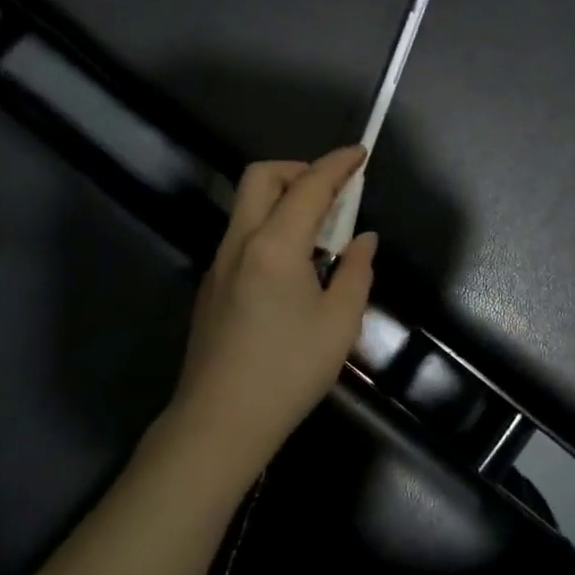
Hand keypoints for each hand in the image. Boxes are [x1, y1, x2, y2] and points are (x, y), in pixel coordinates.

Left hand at [166, 147, 377, 474]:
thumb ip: (356, 271)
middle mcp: (240, 242)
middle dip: (299, 169)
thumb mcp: (339, 323)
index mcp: (275, 245)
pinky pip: (242, 234)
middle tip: (332, 192)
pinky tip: (293, 267)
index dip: (338, 164)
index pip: (309, 186)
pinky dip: (270, 226)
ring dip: (284, 198)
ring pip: (248, 205)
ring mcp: (219, 263)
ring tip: (319, 231)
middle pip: (262, 177)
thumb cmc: (288, 371)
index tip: (361, 152)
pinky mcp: (211, 285)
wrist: (220, 421)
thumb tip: (363, 240)